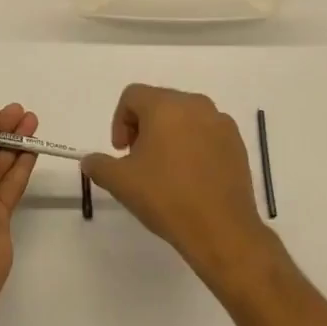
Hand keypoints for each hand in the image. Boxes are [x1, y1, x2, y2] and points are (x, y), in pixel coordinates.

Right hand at [81, 85, 274, 286]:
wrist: (222, 229)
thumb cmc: (166, 198)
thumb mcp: (121, 182)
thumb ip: (99, 165)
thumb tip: (89, 160)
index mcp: (165, 106)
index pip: (132, 95)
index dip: (119, 121)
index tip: (121, 152)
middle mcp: (195, 104)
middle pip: (159, 103)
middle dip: (144, 127)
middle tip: (139, 161)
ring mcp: (220, 122)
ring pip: (185, 117)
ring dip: (169, 135)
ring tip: (166, 170)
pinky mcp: (237, 143)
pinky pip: (207, 132)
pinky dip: (194, 145)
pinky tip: (191, 177)